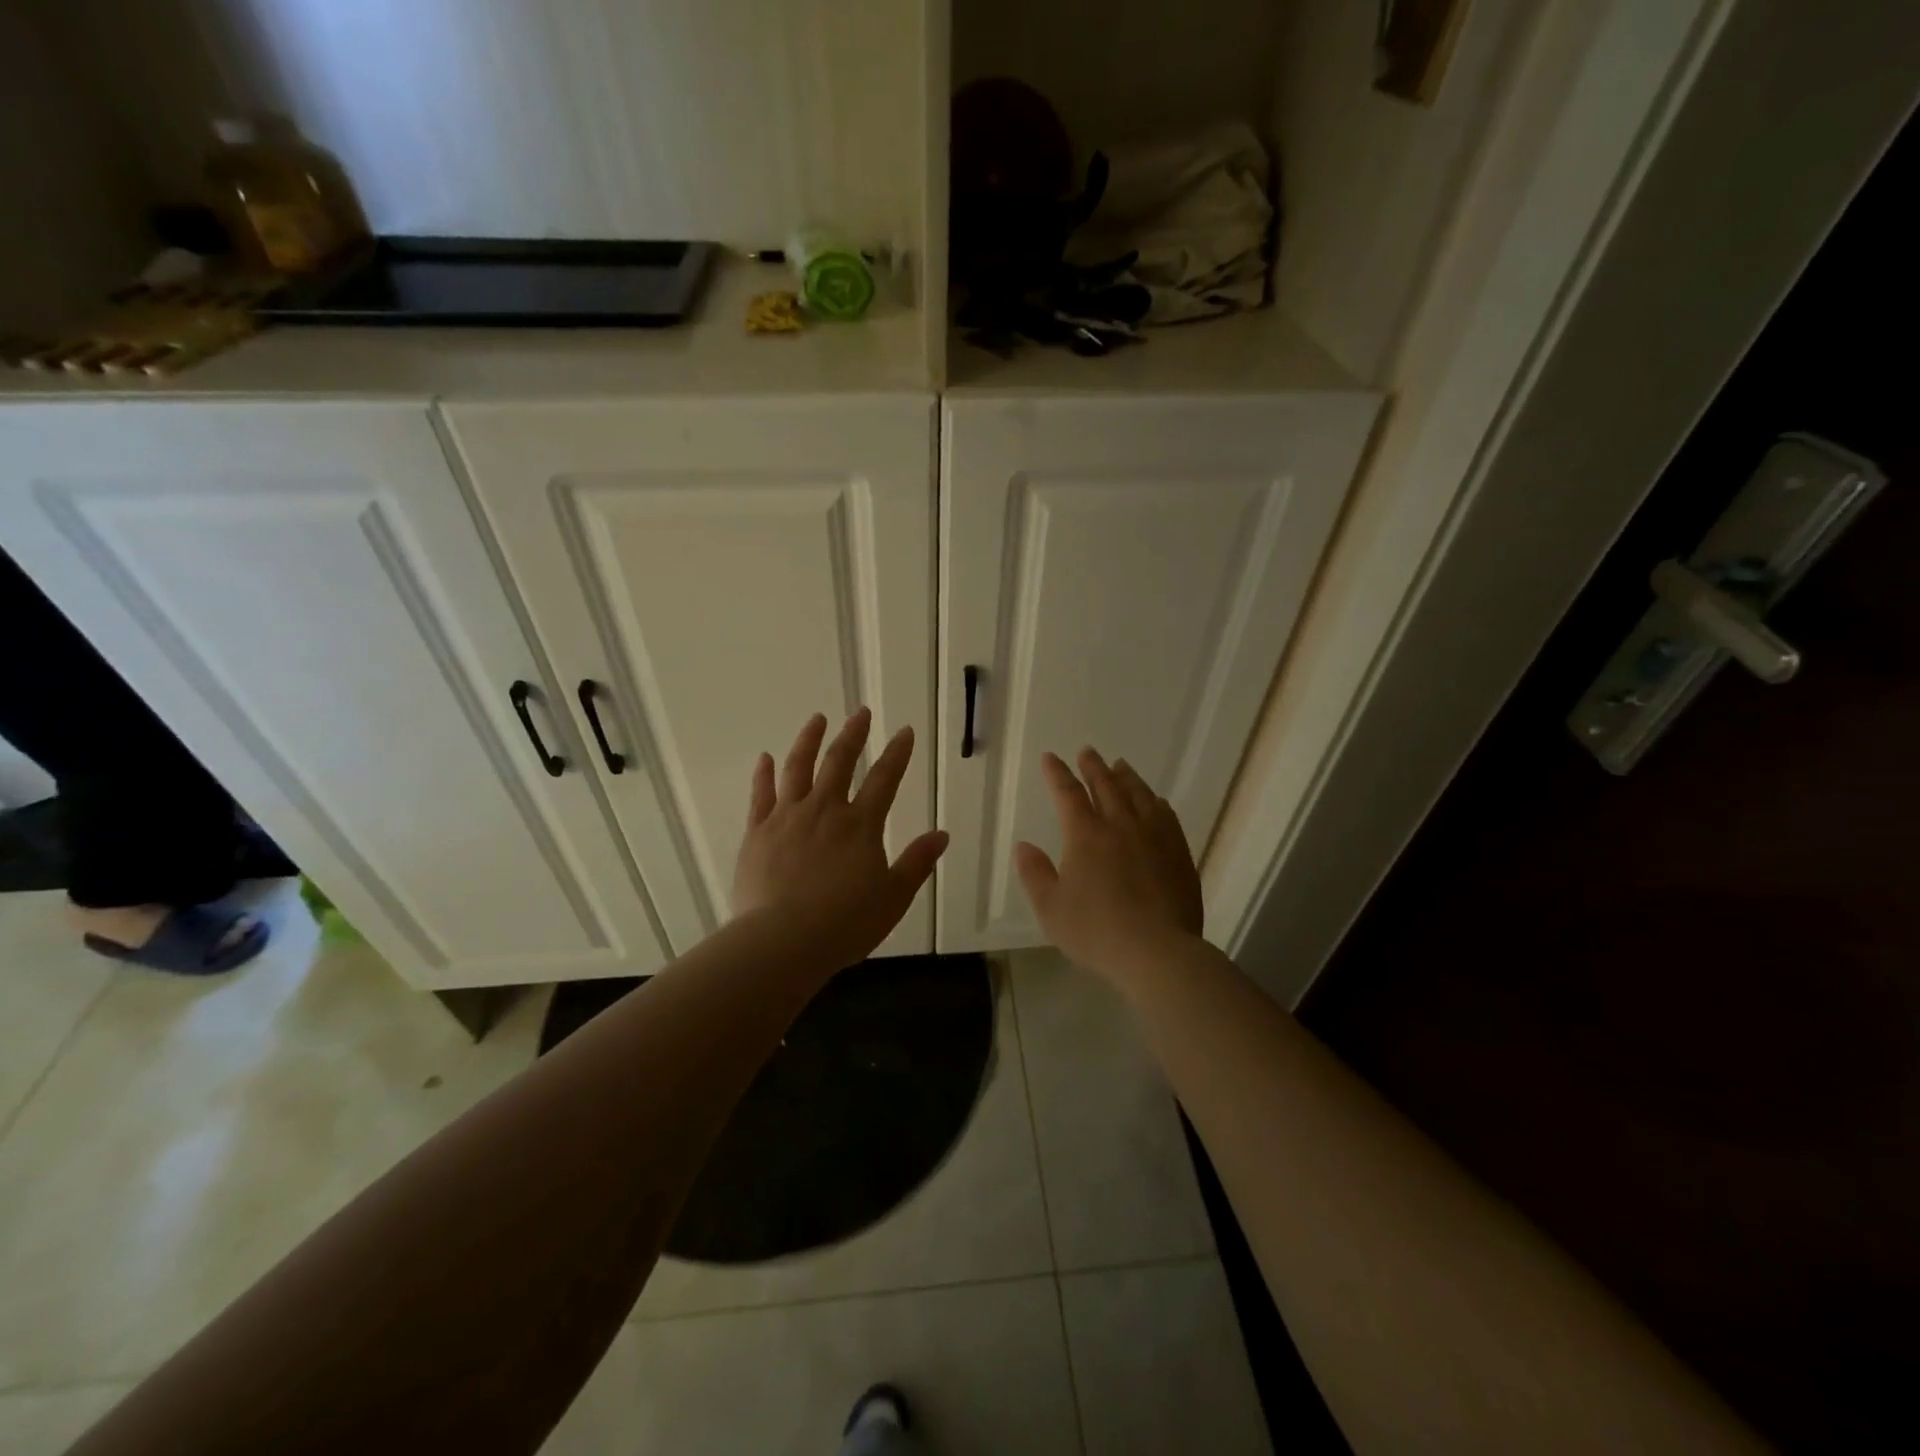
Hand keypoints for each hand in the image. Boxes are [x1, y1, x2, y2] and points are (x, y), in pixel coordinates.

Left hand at [733, 708, 948, 970]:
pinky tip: (766, 757)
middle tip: (861, 713)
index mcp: (860, 825)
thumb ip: (917, 863)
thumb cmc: (845, 923)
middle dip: (853, 734)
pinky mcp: (757, 832)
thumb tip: (942, 835)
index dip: (897, 753)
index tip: (905, 731)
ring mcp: (787, 818)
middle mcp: (824, 810)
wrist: (782, 941)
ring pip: (798, 768)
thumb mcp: (893, 897)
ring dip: (809, 740)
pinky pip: (761, 795)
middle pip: (840, 762)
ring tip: (817, 719)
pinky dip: (764, 774)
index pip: (885, 779)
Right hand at [1015, 749, 1203, 981]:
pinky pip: (1165, 816)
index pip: (1068, 793)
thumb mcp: (1051, 909)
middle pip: (1106, 786)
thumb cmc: (1096, 932)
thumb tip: (1024, 846)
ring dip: (1126, 777)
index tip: (1050, 757)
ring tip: (1120, 765)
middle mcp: (1120, 826)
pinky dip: (1155, 801)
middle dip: (1093, 767)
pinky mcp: (1178, 852)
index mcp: (1085, 835)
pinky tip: (1155, 800)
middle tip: (1088, 752)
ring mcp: (1154, 836)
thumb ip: (1035, 874)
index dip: (1058, 774)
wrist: (1158, 951)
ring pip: (1139, 795)